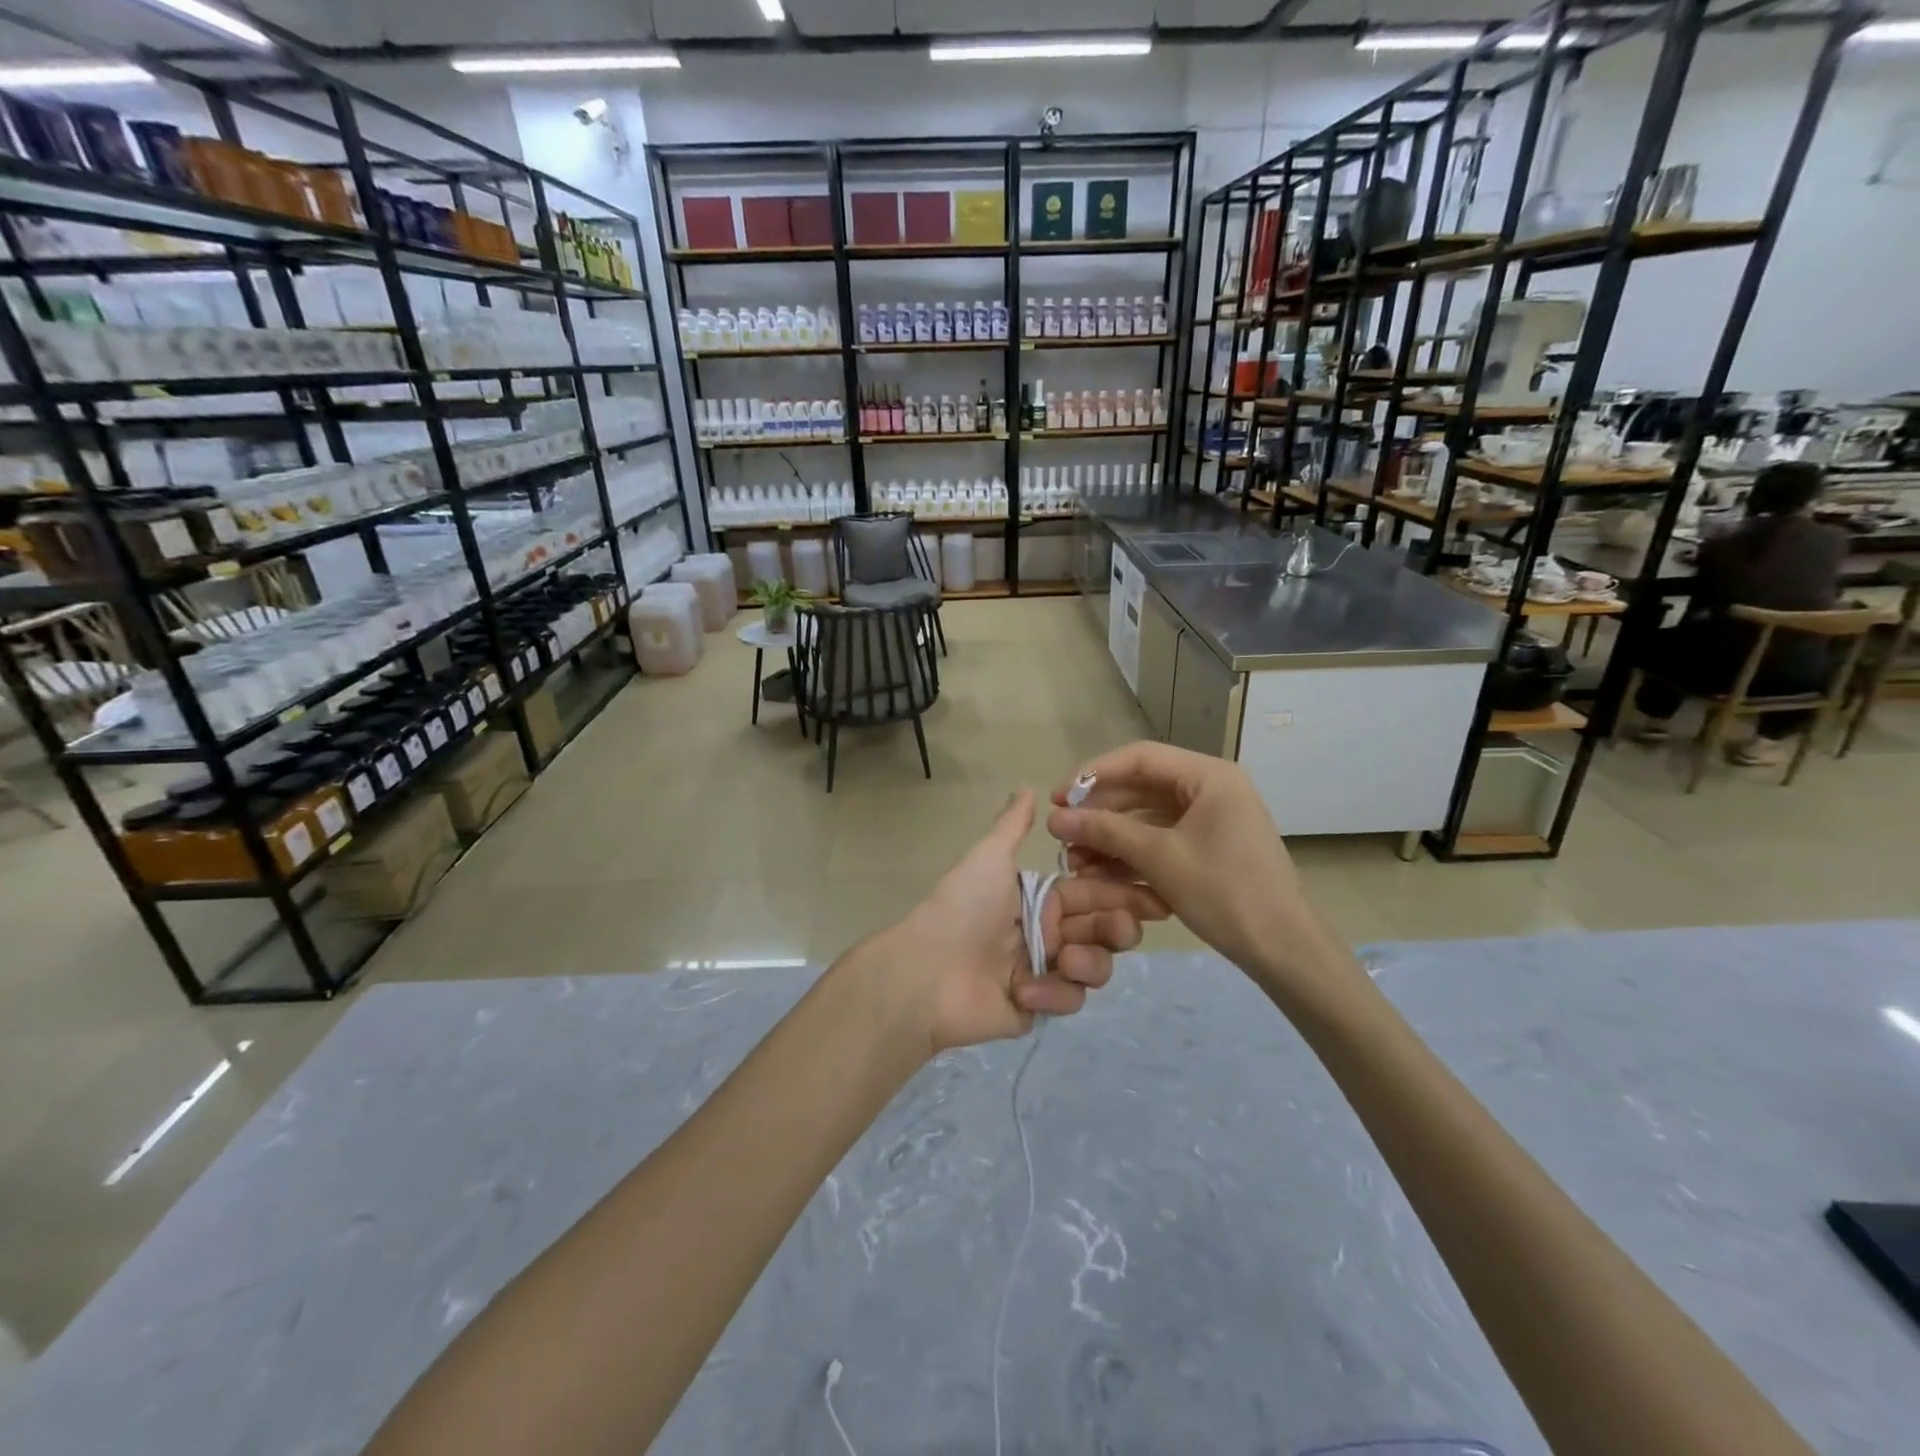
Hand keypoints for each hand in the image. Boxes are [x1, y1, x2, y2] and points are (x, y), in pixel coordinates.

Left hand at [870, 789, 1169, 1051]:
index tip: (1158, 894)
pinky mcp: (1037, 1007)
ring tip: (1067, 959)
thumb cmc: (962, 908)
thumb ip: (1012, 826)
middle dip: (1119, 928)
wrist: (926, 972)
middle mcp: (1048, 933)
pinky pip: (1067, 1000)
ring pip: (1094, 967)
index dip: (1125, 892)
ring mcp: (1044, 972)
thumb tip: (1027, 787)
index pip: (1094, 892)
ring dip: (1091, 962)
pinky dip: (1054, 994)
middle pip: (1103, 931)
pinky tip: (1027, 990)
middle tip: (1124, 928)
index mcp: (1041, 899)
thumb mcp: (989, 858)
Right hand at [1046, 742, 1358, 1013]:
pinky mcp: (1209, 848)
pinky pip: (1162, 840)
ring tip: (1075, 862)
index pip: (1139, 758)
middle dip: (1099, 813)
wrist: (1285, 950)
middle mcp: (1211, 789)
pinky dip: (1132, 855)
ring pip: (1148, 818)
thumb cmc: (1226, 892)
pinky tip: (1102, 875)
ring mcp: (1211, 820)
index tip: (1058, 797)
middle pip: (1141, 788)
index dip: (1093, 774)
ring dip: (1111, 838)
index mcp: (1209, 776)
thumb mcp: (1160, 858)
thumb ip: (1106, 832)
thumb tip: (1055, 819)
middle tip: (1061, 834)